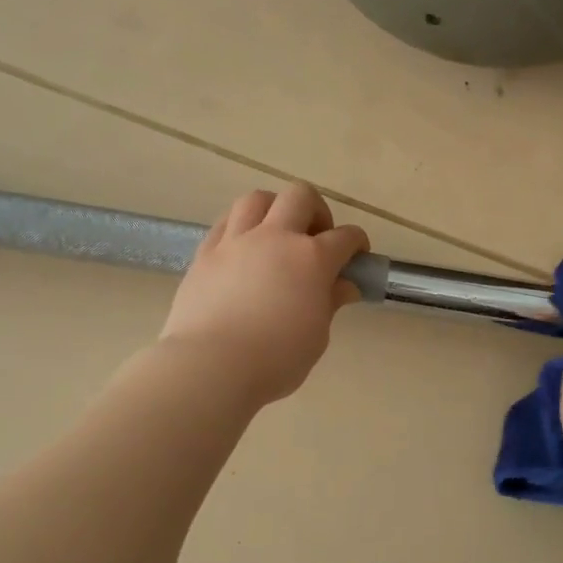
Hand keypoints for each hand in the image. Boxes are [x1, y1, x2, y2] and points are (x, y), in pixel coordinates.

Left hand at [160, 184, 369, 405]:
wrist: (211, 365)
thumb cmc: (276, 360)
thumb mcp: (316, 336)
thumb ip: (329, 303)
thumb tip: (344, 286)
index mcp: (311, 259)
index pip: (345, 237)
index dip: (356, 243)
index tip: (357, 257)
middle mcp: (275, 238)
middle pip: (300, 196)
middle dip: (316, 211)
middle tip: (316, 238)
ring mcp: (236, 242)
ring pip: (257, 199)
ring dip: (273, 210)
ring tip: (275, 236)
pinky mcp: (205, 253)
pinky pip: (225, 223)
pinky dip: (240, 227)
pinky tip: (242, 250)